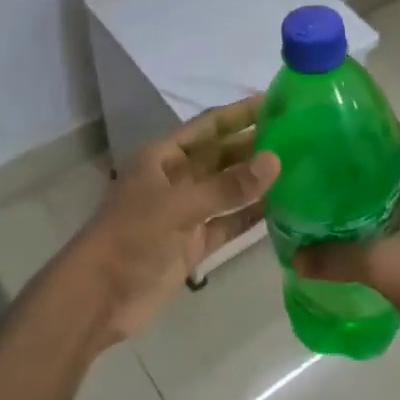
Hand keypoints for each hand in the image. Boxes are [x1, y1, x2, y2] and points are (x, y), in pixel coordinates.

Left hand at [68, 95, 279, 344]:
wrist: (99, 298)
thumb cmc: (131, 238)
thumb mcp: (178, 206)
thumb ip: (227, 186)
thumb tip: (275, 160)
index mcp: (163, 158)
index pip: (209, 126)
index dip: (239, 113)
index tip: (276, 101)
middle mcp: (176, 180)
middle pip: (221, 155)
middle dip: (254, 145)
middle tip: (300, 135)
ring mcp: (185, 213)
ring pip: (227, 189)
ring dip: (256, 180)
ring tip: (299, 167)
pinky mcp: (193, 244)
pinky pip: (228, 223)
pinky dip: (250, 216)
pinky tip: (281, 208)